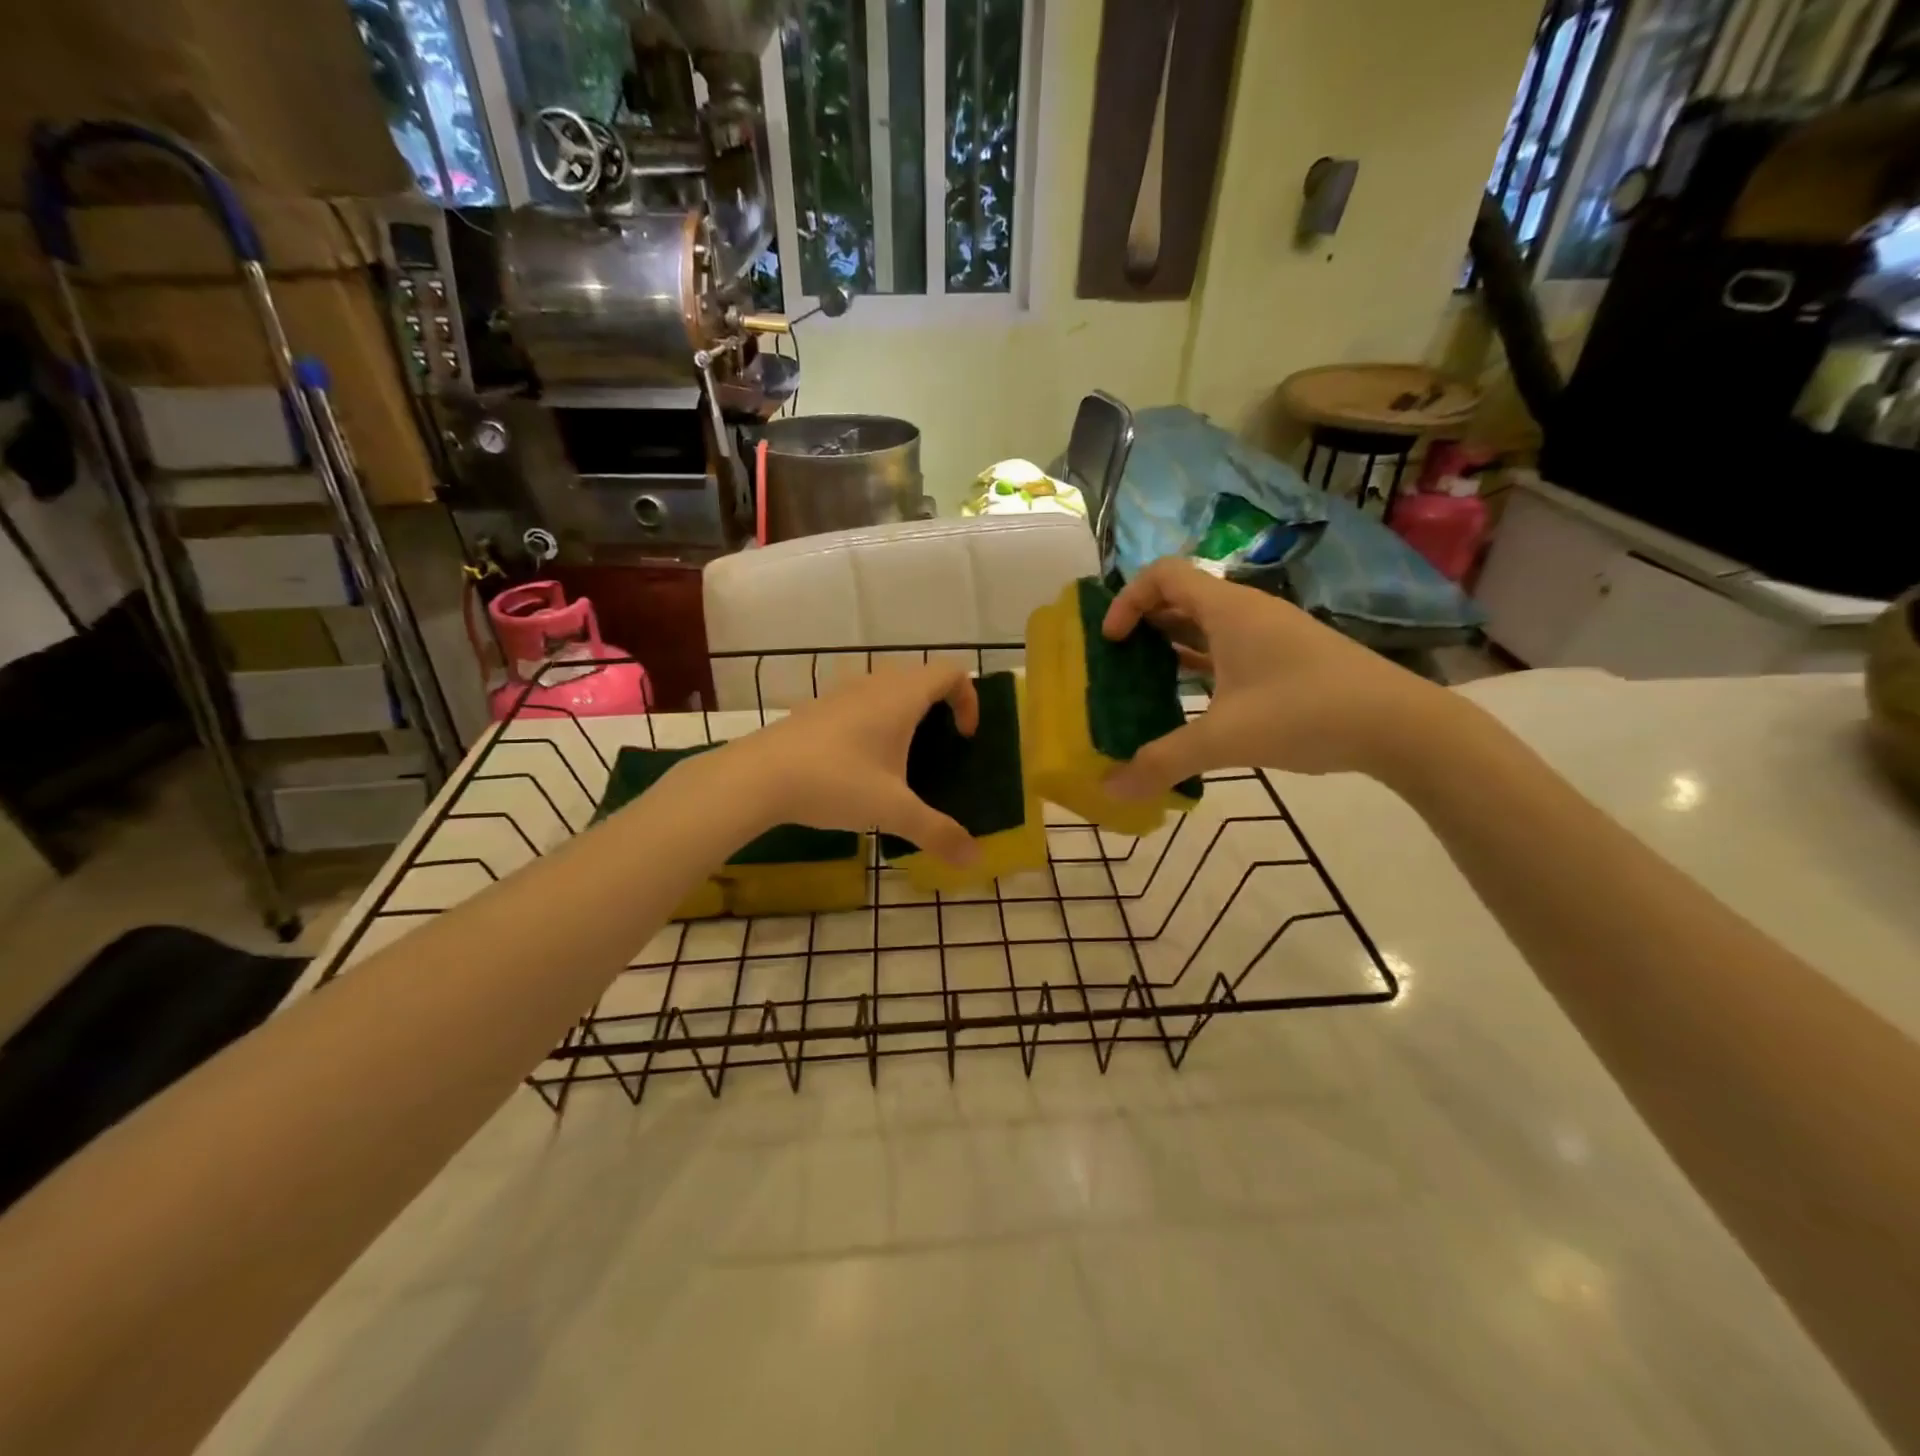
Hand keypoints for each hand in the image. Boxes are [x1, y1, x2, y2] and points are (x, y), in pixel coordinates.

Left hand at [710, 665, 982, 865]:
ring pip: (887, 686)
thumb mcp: (893, 810)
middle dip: (940, 705)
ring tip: (903, 754)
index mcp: (901, 696)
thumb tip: (975, 859)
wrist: (758, 776)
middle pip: (921, 676)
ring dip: (905, 711)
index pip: (950, 673)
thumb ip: (937, 832)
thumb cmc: (836, 782)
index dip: (969, 699)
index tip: (965, 738)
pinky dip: (875, 719)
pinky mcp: (816, 708)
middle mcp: (874, 684)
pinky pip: (860, 701)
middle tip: (941, 745)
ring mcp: (841, 693)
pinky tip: (861, 762)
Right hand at [1101, 558, 1451, 796]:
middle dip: (1142, 624)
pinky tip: (1189, 702)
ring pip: (1206, 627)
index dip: (1126, 600)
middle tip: (1116, 662)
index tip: (1111, 641)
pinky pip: (1228, 652)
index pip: (1163, 575)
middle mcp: (1247, 613)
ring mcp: (1271, 636)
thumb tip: (1109, 790)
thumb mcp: (1225, 739)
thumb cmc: (1306, 712)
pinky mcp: (1287, 661)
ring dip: (1170, 647)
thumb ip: (1162, 762)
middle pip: (1181, 599)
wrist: (1401, 726)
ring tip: (1143, 682)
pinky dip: (1200, 667)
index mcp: (1228, 610)